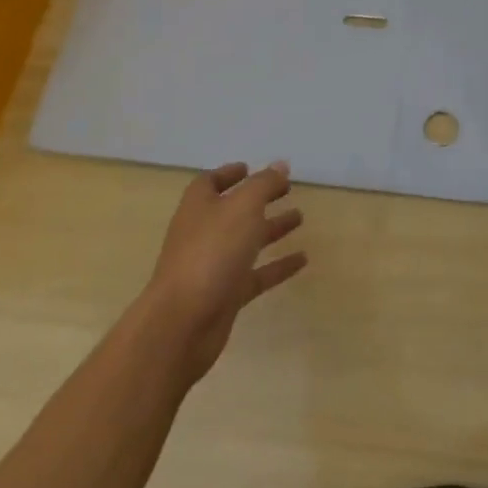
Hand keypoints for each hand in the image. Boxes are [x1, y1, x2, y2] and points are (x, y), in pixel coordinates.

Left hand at [143, 161, 306, 383]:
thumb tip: (281, 164)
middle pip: (233, 210)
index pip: (210, 182)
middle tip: (287, 189)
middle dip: (259, 199)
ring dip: (271, 228)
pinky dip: (278, 265)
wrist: (184, 322)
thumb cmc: (211, 252)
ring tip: (300, 218)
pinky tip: (303, 260)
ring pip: (246, 241)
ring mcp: (213, 265)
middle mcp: (203, 233)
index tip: (251, 168)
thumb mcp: (243, 207)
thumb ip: (264, 184)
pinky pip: (256, 274)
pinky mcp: (226, 295)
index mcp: (199, 206)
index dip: (229, 174)